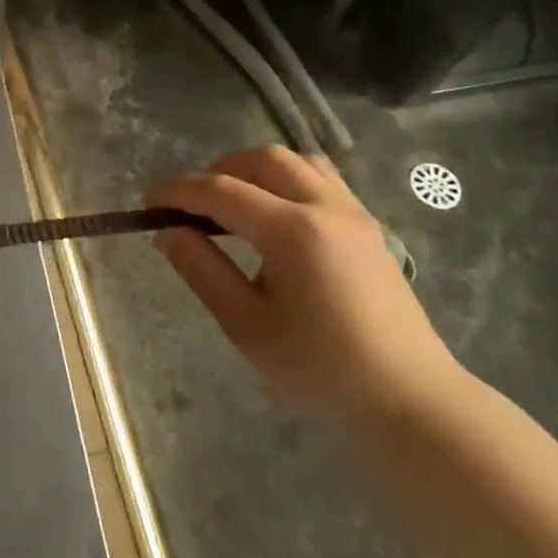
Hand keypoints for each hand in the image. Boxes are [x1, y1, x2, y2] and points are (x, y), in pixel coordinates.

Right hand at [151, 147, 462, 424]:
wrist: (408, 397)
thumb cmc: (320, 368)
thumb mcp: (247, 326)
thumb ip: (203, 271)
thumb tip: (167, 232)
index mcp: (292, 231)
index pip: (221, 191)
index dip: (178, 192)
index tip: (149, 204)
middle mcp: (323, 207)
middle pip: (260, 160)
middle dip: (217, 171)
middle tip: (192, 205)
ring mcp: (351, 211)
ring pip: (294, 161)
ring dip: (254, 169)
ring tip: (232, 202)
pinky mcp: (366, 224)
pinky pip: (320, 176)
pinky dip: (286, 177)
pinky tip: (275, 210)